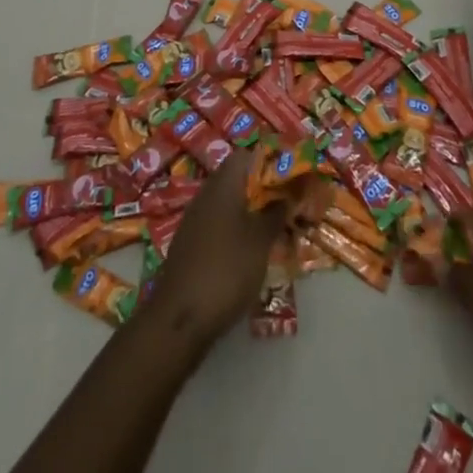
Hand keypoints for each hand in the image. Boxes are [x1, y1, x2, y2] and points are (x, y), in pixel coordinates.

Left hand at [142, 149, 285, 347]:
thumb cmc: (226, 269)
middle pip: (239, 178)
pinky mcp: (191, 242)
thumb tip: (288, 195)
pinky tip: (251, 250)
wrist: (180, 317)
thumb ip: (276, 213)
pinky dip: (237, 228)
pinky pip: (219, 223)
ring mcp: (196, 218)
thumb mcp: (261, 241)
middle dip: (264, 189)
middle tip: (288, 205)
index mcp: (224, 182)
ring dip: (252, 211)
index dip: (271, 161)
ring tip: (276, 229)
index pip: (248, 155)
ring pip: (230, 202)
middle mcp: (207, 192)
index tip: (292, 176)